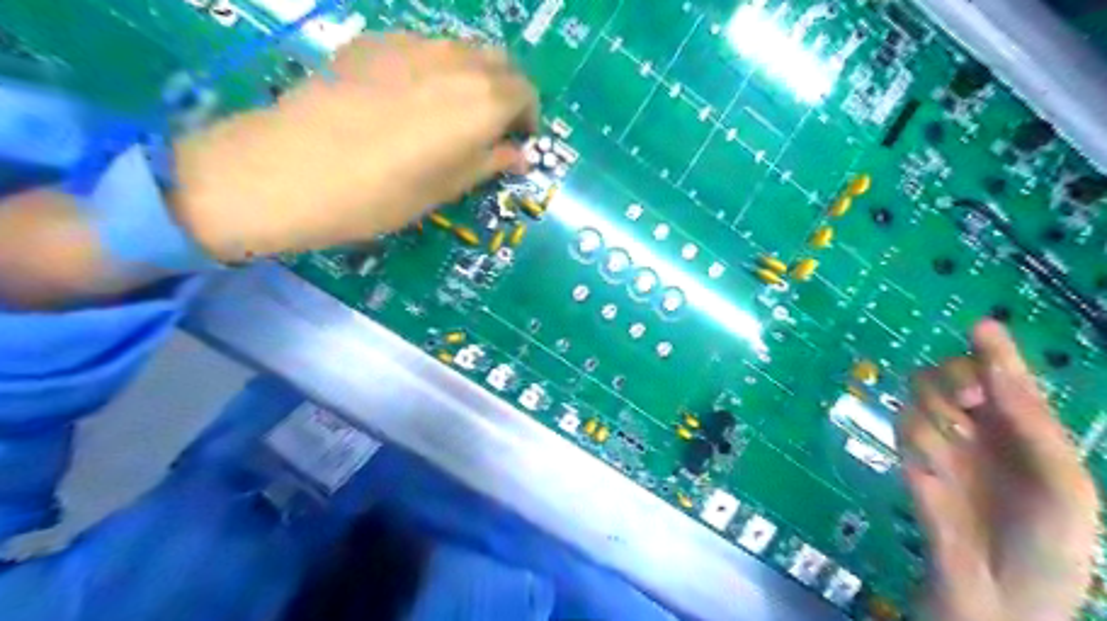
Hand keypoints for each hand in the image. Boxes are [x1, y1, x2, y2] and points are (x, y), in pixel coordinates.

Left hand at [169, 33, 538, 259]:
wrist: (293, 168)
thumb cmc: (383, 194)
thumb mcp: (447, 188)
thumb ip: (489, 163)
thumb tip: (519, 155)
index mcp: (483, 102)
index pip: (525, 93)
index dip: (528, 117)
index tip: (518, 141)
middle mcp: (456, 61)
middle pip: (499, 63)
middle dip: (505, 91)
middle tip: (490, 125)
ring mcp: (412, 44)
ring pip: (461, 50)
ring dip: (471, 76)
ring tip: (450, 111)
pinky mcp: (373, 40)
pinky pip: (421, 47)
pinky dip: (432, 67)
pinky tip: (407, 97)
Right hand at [897, 319, 1097, 619]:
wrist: (1000, 595)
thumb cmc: (1049, 544)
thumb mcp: (1062, 483)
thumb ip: (1032, 424)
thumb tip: (997, 366)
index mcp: (1025, 430)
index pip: (1003, 375)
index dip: (994, 350)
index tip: (982, 328)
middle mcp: (980, 427)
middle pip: (950, 373)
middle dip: (955, 376)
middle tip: (968, 400)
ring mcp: (942, 441)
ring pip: (920, 392)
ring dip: (934, 405)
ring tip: (954, 437)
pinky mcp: (910, 458)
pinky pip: (903, 424)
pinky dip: (917, 434)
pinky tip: (933, 462)